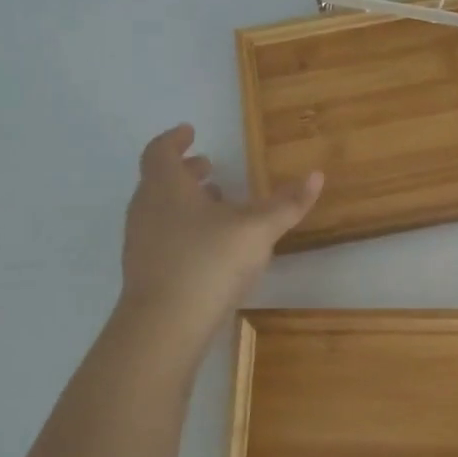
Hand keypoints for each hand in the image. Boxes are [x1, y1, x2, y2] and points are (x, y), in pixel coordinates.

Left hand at [120, 124, 320, 332]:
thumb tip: (316, 175)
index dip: (174, 139)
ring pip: (161, 209)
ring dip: (185, 201)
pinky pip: (163, 235)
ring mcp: (141, 241)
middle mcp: (146, 208)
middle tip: (208, 166)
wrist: (165, 325)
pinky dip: (183, 227)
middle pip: (160, 180)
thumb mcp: (257, 229)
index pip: (160, 151)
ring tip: (217, 205)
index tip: (190, 132)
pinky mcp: (145, 271)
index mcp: (166, 187)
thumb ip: (287, 203)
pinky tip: (210, 245)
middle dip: (186, 171)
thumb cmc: (209, 261)